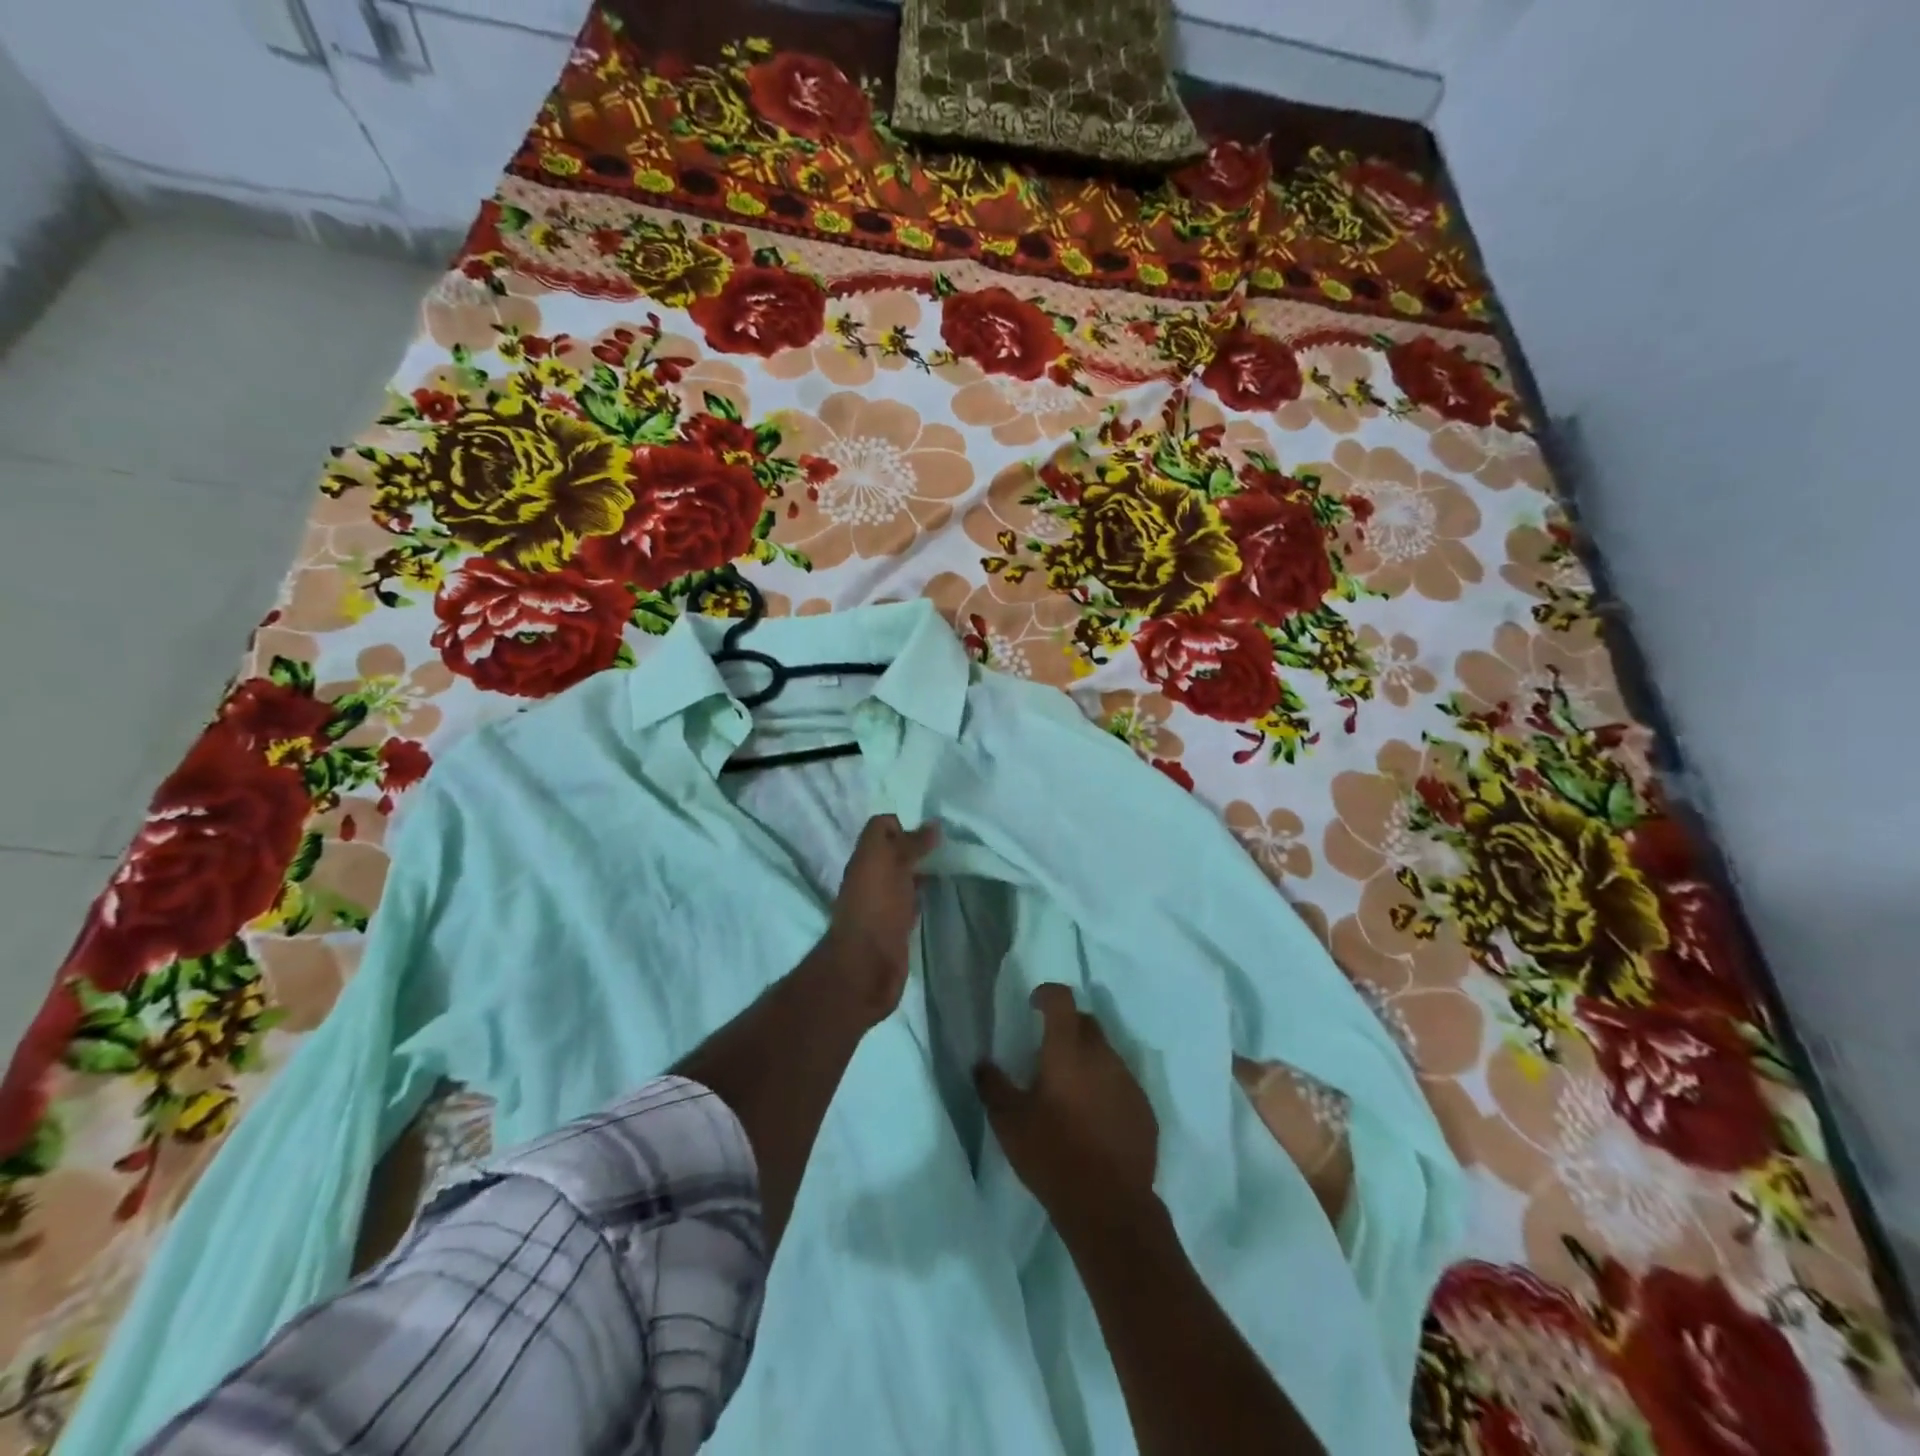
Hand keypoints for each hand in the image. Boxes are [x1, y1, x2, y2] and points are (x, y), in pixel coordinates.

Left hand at [817, 814, 938, 1024]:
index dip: (903, 824)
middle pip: (894, 852)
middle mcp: (872, 876)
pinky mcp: (896, 925)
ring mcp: (883, 902)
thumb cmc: (877, 907)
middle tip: (950, 846)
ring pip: (904, 877)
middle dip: (918, 847)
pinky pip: (911, 901)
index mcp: (866, 857)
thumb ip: (910, 843)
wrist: (867, 966)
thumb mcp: (892, 864)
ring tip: (952, 866)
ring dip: (923, 871)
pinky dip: (924, 895)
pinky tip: (942, 894)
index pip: (881, 827)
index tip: (931, 831)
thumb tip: (932, 825)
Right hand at [976, 984, 1158, 1230]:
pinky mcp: (1145, 1110)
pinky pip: (1122, 1084)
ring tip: (1070, 1090)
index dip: (1047, 994)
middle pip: (1086, 1022)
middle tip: (1048, 1051)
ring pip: (1106, 1054)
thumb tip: (982, 1063)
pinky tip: (1094, 1119)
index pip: (1062, 999)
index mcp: (1068, 1050)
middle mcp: (1103, 1056)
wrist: (1110, 1208)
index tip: (1033, 1005)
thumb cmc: (1052, 1155)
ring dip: (1088, 1060)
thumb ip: (993, 1085)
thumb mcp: (1008, 1122)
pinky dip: (1106, 1089)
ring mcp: (1129, 1082)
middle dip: (1067, 1026)